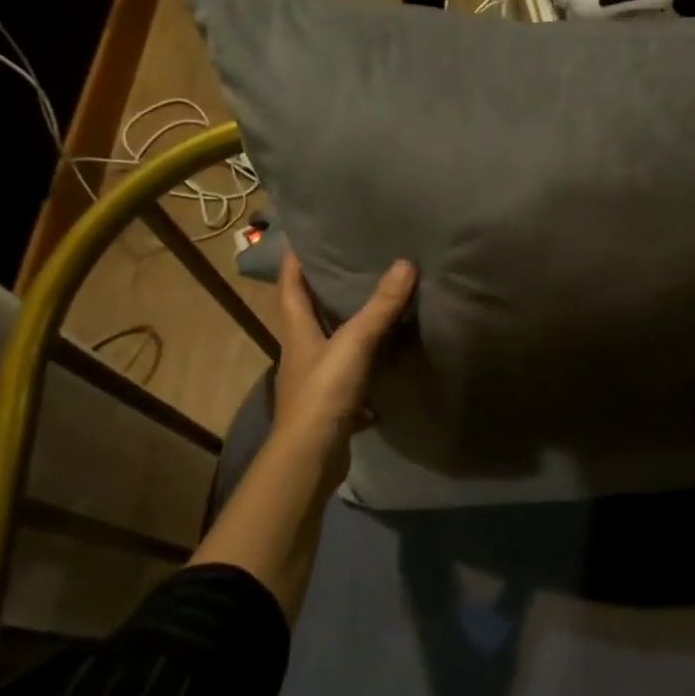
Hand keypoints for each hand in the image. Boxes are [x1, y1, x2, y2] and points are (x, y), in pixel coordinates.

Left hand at [271, 249, 416, 493]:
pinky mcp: (331, 407)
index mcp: (298, 333)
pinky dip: (367, 373)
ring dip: (347, 332)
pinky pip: (351, 382)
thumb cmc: (324, 392)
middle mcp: (302, 354)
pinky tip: (387, 371)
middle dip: (324, 293)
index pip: (289, 288)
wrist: (312, 456)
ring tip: (375, 312)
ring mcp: (315, 383)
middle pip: (309, 316)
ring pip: (331, 349)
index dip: (294, 262)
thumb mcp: (354, 343)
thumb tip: (405, 263)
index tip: (304, 239)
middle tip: (351, 268)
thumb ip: (380, 307)